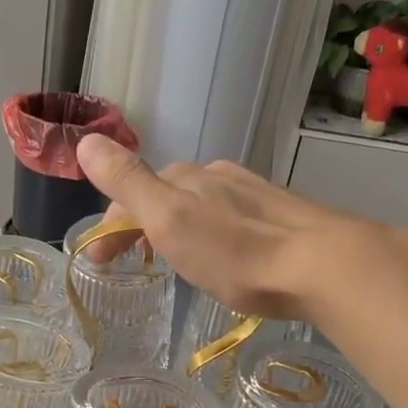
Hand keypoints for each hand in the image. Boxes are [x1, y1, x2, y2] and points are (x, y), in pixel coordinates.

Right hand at [75, 136, 364, 320]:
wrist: (323, 265)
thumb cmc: (235, 251)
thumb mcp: (168, 219)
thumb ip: (127, 181)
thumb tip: (85, 141)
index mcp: (185, 178)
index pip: (132, 194)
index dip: (110, 225)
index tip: (100, 262)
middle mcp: (217, 176)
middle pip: (166, 196)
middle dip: (143, 224)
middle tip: (132, 262)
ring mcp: (252, 194)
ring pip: (201, 205)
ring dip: (178, 228)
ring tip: (175, 260)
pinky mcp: (282, 216)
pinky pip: (231, 219)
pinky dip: (212, 234)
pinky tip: (225, 255)